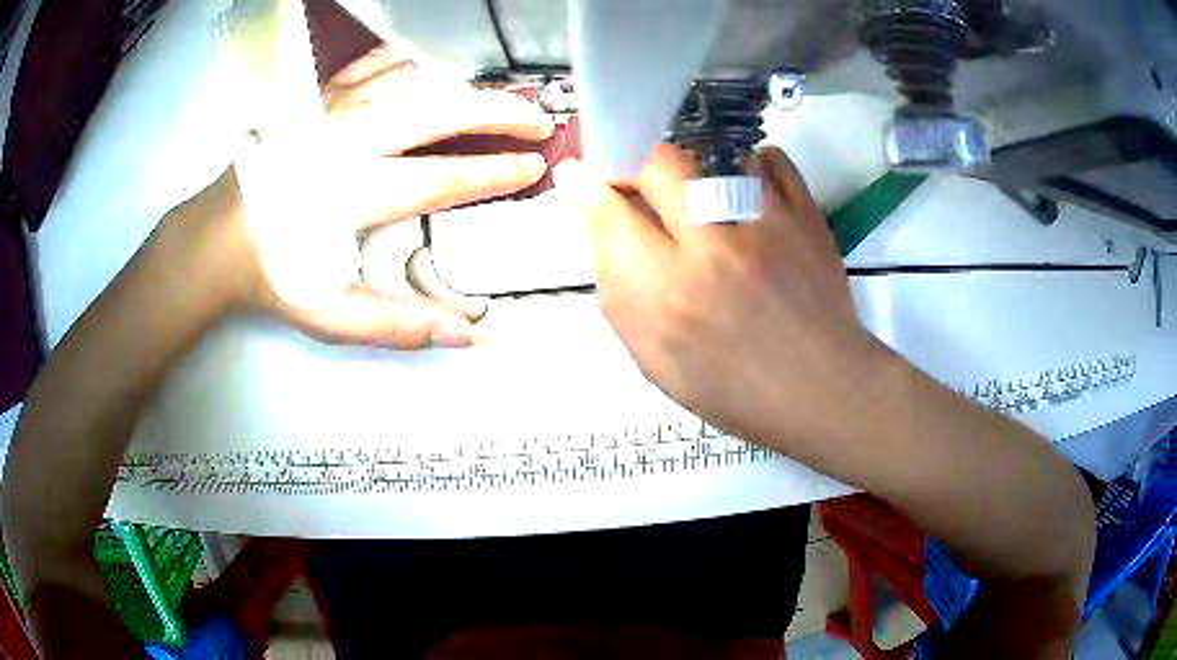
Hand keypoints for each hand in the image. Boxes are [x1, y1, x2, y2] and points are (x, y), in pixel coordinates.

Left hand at [184, 46, 553, 348]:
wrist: (215, 239)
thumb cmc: (273, 273)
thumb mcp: (330, 315)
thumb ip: (399, 325)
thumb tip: (469, 333)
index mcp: (356, 192)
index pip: (446, 177)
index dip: (497, 172)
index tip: (533, 168)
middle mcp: (351, 140)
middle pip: (441, 110)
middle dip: (498, 112)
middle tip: (538, 120)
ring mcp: (333, 111)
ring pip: (414, 79)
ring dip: (463, 84)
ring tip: (495, 96)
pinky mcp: (317, 100)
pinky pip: (372, 65)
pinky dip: (409, 61)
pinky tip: (429, 68)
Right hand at [554, 144, 885, 448]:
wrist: (822, 389)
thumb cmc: (736, 391)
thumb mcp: (657, 365)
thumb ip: (622, 297)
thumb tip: (604, 237)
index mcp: (668, 294)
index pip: (610, 216)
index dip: (585, 188)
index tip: (575, 175)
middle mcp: (714, 246)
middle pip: (658, 165)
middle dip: (632, 162)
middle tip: (632, 177)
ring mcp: (766, 223)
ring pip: (712, 153)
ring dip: (687, 161)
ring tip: (688, 184)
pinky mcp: (806, 215)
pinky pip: (771, 160)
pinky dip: (748, 162)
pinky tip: (741, 183)